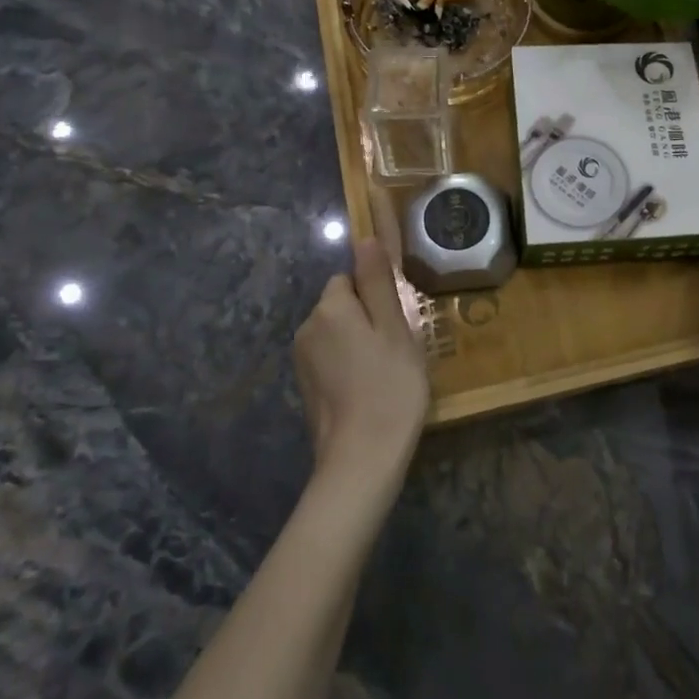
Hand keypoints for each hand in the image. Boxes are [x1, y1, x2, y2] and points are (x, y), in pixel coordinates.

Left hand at [294, 237, 430, 487]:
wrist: (362, 460)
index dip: (375, 295)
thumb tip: (364, 238)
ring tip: (386, 373)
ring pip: (337, 333)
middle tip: (396, 349)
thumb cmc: (389, 387)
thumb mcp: (394, 328)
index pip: (350, 278)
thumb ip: (378, 282)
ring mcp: (302, 361)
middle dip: (366, 318)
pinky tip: (368, 391)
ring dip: (358, 343)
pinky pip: (330, 360)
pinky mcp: (305, 388)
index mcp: (330, 308)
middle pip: (341, 305)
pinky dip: (348, 367)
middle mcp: (307, 328)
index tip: (396, 322)